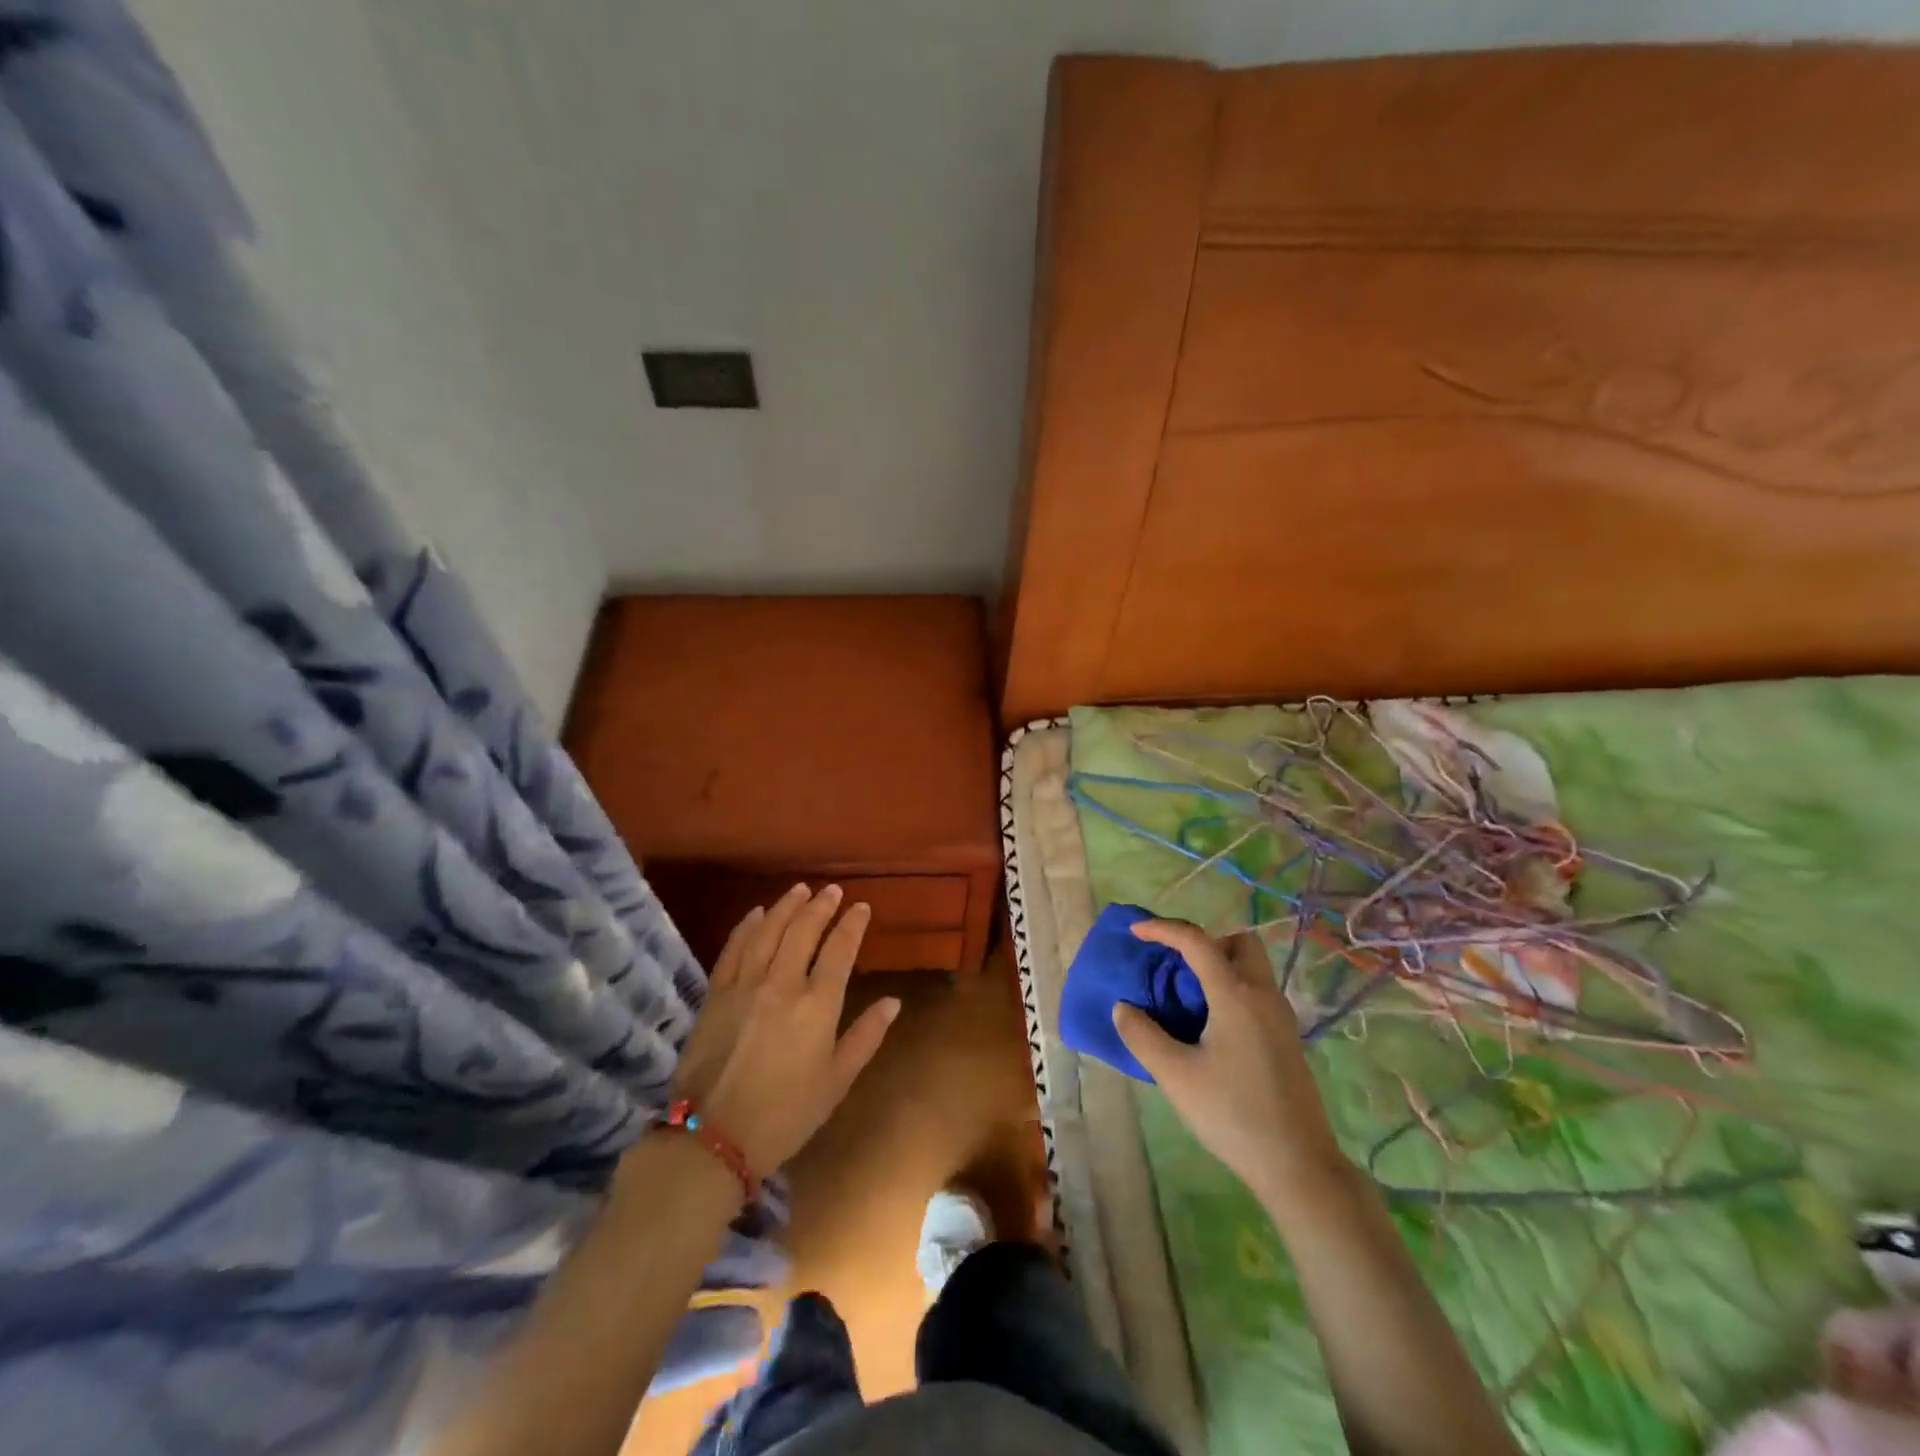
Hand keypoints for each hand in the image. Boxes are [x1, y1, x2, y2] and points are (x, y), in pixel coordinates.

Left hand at [668, 884, 899, 1179]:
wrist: (712, 1138)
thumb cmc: (785, 1115)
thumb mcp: (836, 1082)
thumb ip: (866, 1037)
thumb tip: (893, 1002)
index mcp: (817, 1005)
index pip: (839, 949)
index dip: (852, 924)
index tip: (862, 907)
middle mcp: (782, 983)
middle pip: (803, 930)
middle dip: (821, 906)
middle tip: (832, 891)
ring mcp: (745, 985)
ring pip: (768, 930)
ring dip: (786, 906)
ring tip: (799, 890)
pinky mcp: (716, 994)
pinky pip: (733, 948)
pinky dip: (747, 926)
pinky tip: (756, 914)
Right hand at [1112, 918, 1343, 1206]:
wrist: (1299, 1166)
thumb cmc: (1233, 1115)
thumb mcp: (1176, 1076)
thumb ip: (1142, 1036)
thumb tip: (1124, 1008)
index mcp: (1236, 995)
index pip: (1197, 941)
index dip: (1163, 929)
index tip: (1135, 931)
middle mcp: (1263, 995)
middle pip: (1238, 942)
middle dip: (1204, 942)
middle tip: (1175, 966)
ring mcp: (1281, 1017)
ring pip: (1251, 966)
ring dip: (1219, 965)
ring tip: (1186, 996)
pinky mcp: (1286, 1038)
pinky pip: (1256, 991)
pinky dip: (1231, 988)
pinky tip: (1210, 1026)